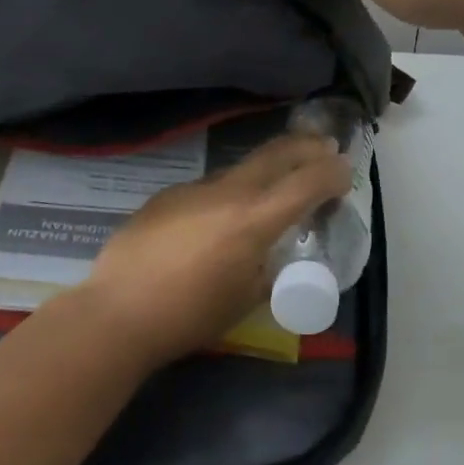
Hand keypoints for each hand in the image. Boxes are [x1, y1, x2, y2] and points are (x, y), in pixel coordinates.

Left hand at [73, 133, 351, 368]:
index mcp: (253, 220)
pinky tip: (217, 217)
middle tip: (325, 147)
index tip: (346, 172)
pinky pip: (208, 187)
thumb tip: (274, 254)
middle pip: (275, 154)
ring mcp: (192, 189)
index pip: (306, 182)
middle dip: (306, 147)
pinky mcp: (165, 196)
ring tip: (276, 181)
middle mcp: (226, 193)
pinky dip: (228, 192)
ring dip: (266, 168)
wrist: (117, 312)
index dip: (333, 173)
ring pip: (240, 168)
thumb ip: (269, 268)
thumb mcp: (246, 299)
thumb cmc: (189, 316)